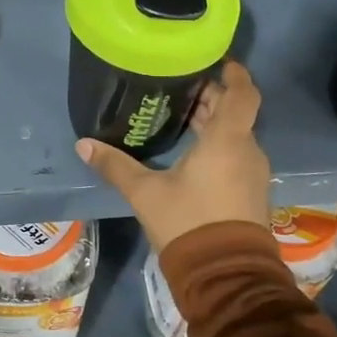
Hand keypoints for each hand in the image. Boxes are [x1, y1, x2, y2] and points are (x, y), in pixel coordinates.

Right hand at [75, 60, 270, 254]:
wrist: (224, 276)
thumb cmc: (188, 222)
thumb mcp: (145, 192)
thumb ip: (115, 165)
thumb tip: (83, 144)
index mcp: (227, 140)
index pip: (242, 94)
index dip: (234, 74)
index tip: (218, 61)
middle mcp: (247, 151)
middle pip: (235, 113)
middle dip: (213, 98)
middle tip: (183, 87)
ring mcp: (253, 174)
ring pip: (236, 135)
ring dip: (215, 123)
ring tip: (183, 115)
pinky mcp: (252, 194)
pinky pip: (237, 155)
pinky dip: (220, 145)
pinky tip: (193, 152)